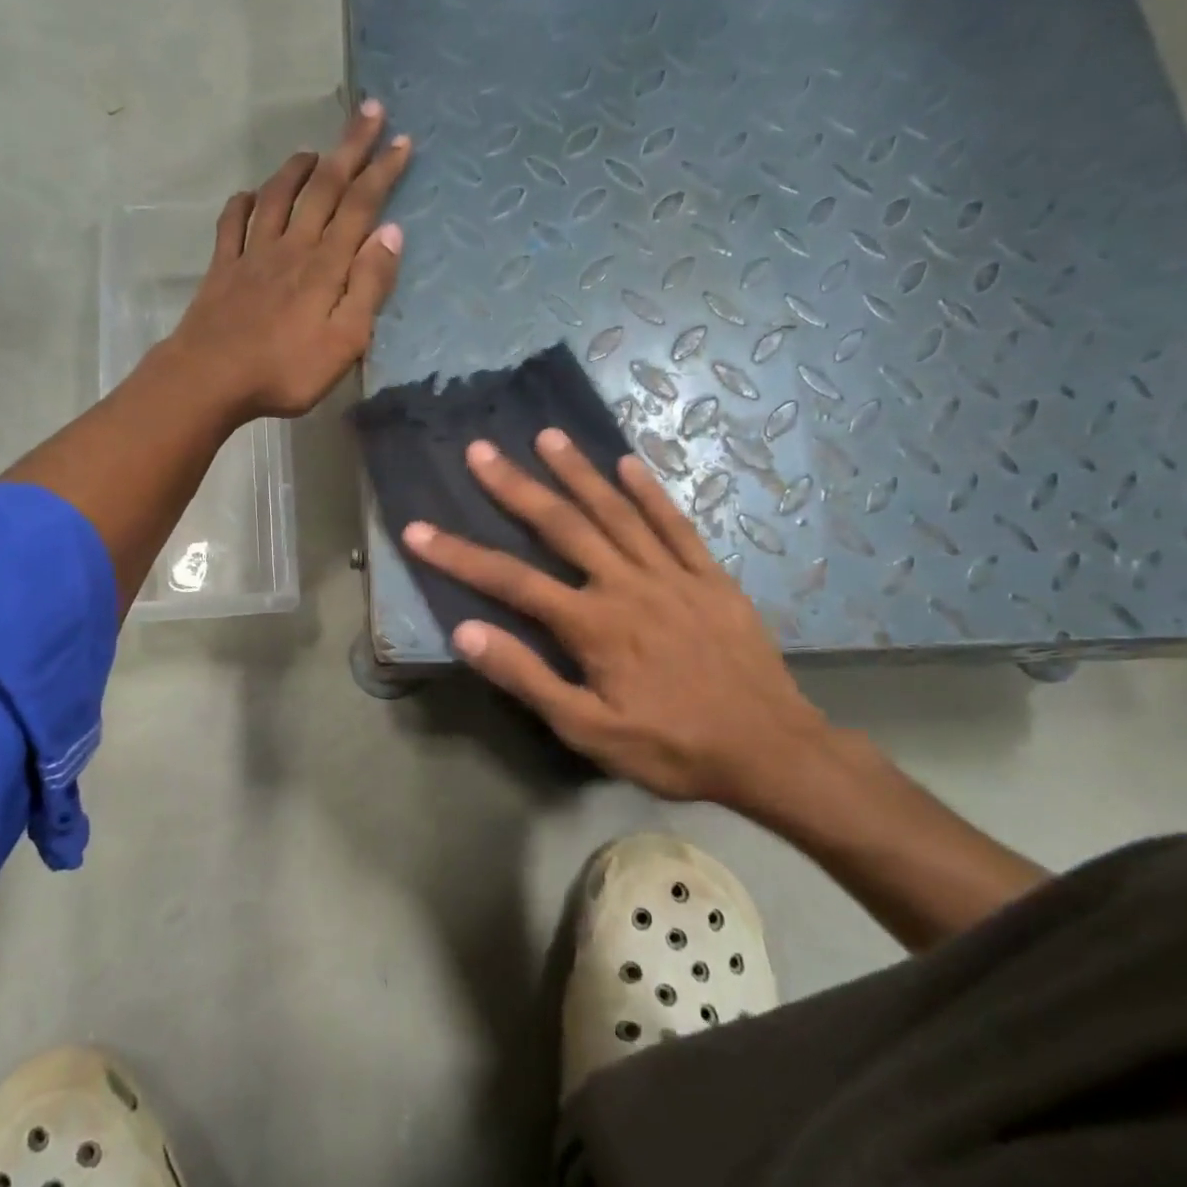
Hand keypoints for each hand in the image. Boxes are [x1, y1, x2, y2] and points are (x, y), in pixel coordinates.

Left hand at [167, 102, 410, 421]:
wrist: (212, 378)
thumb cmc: (286, 369)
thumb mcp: (345, 341)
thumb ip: (369, 287)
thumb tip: (391, 233)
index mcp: (325, 265)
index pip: (360, 206)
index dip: (382, 171)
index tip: (401, 140)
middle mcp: (292, 247)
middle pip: (324, 188)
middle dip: (349, 149)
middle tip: (368, 111)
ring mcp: (253, 254)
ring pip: (279, 197)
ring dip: (298, 169)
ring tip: (313, 150)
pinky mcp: (224, 269)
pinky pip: (233, 224)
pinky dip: (244, 203)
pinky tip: (249, 195)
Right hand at [401, 432, 833, 813]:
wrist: (769, 749)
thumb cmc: (671, 746)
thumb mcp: (588, 730)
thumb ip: (527, 678)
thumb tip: (466, 633)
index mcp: (592, 624)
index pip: (510, 580)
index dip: (458, 555)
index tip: (418, 530)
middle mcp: (626, 584)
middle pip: (561, 526)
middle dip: (516, 487)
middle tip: (481, 450)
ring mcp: (671, 574)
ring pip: (616, 512)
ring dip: (578, 472)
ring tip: (547, 436)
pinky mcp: (710, 576)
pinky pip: (675, 524)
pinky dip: (650, 492)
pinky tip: (629, 463)